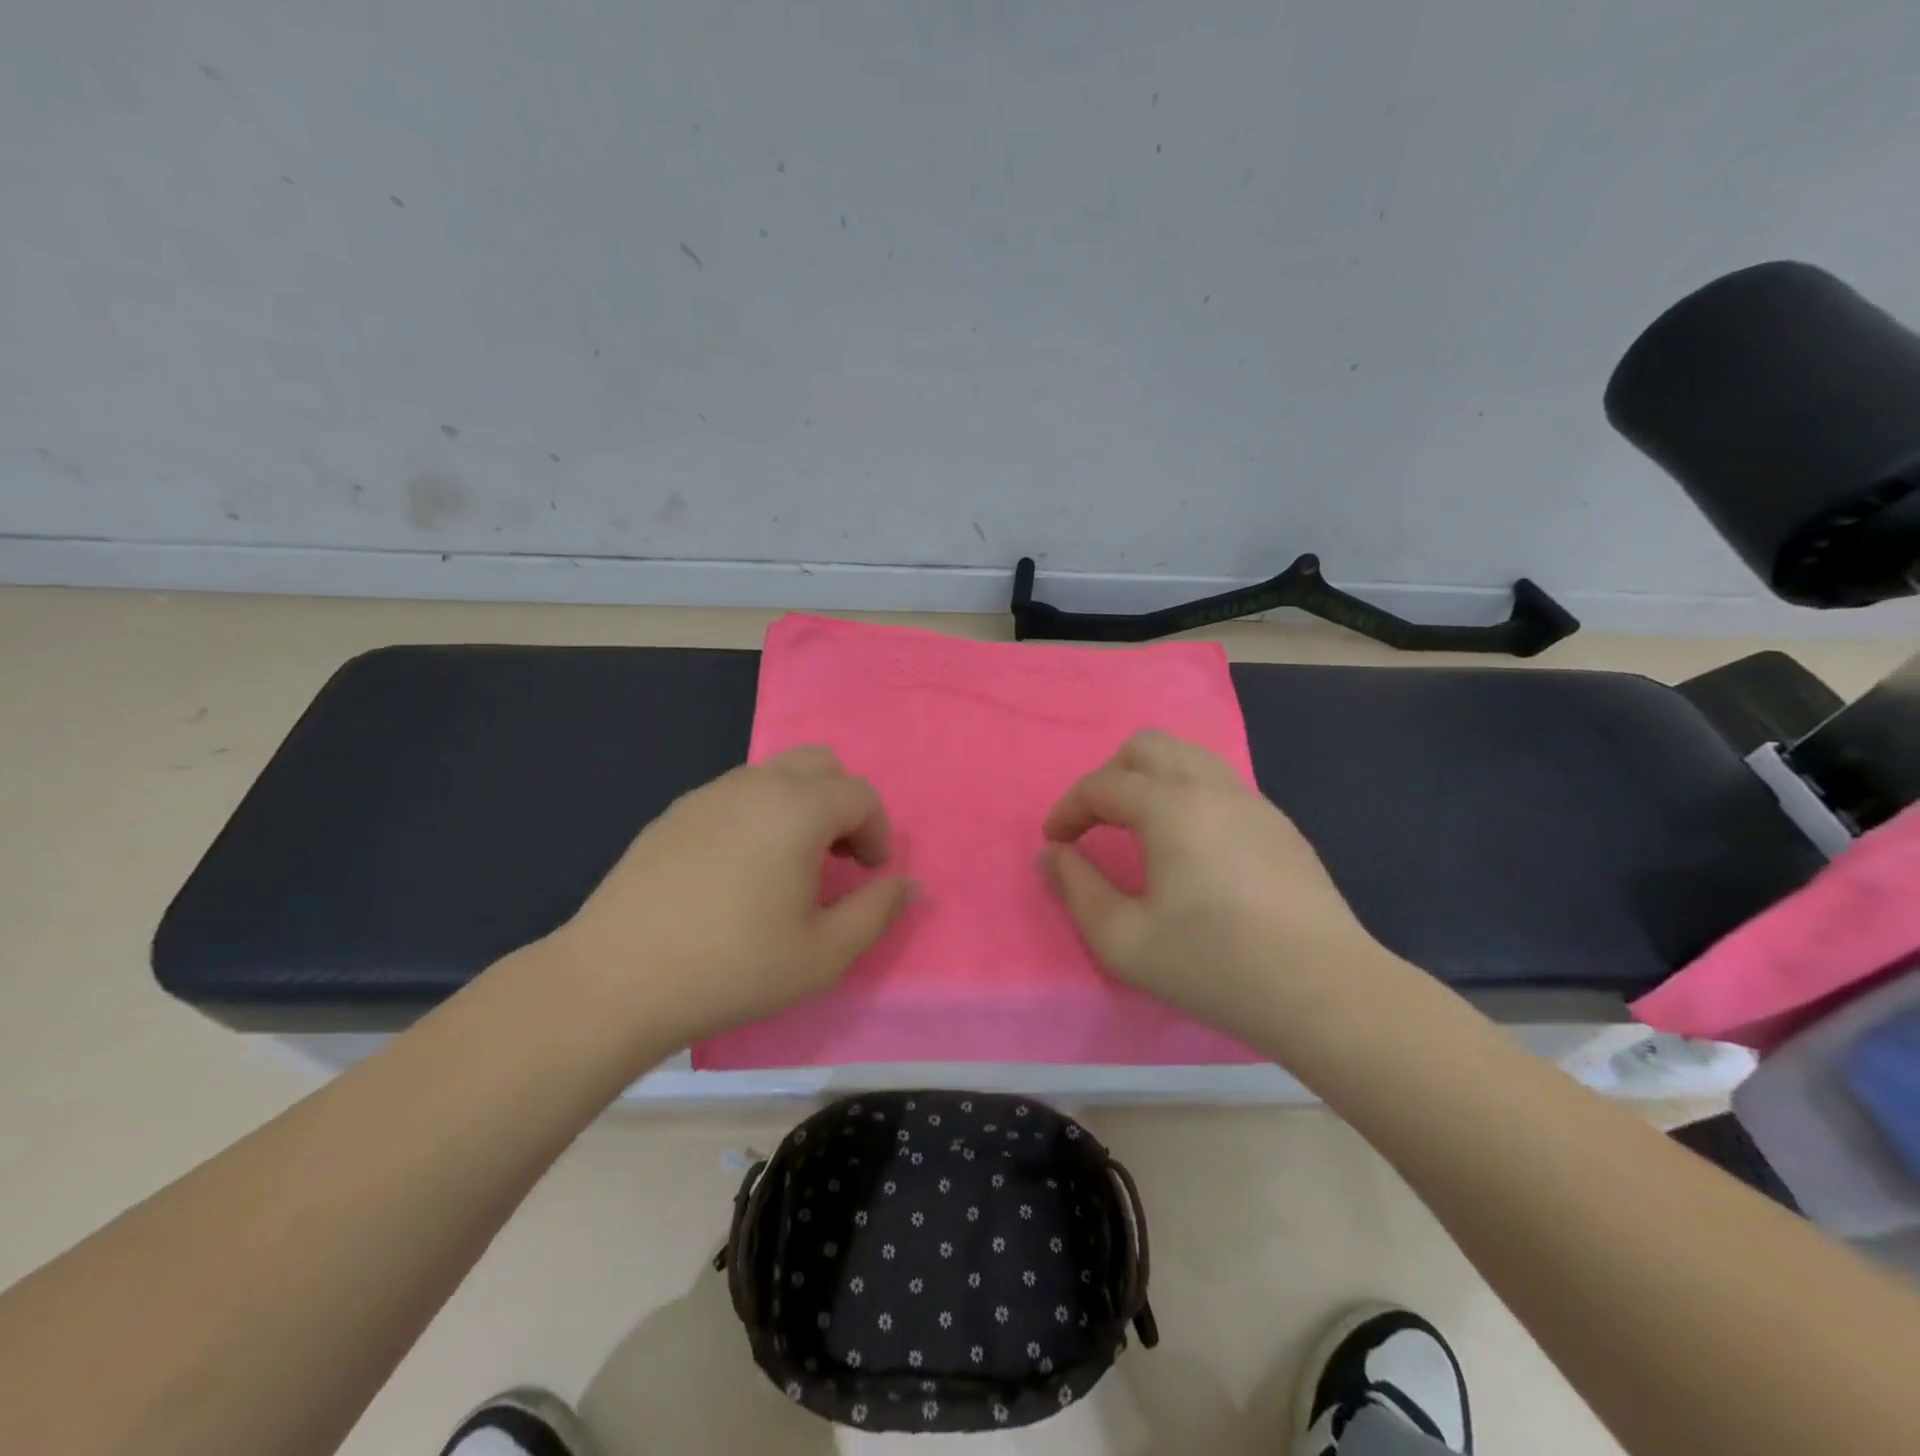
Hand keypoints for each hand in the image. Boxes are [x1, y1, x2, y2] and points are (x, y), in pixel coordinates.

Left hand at [551, 746, 911, 1048]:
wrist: (616, 980)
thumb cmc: (734, 967)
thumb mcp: (824, 954)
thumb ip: (877, 911)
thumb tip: (909, 885)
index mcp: (798, 808)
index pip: (861, 795)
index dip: (879, 832)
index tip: (870, 875)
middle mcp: (756, 784)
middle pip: (821, 764)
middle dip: (843, 803)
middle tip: (839, 858)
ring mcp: (709, 793)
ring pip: (776, 774)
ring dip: (801, 806)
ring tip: (791, 866)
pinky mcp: (675, 812)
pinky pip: (737, 794)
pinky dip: (760, 814)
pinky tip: (740, 870)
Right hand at [1042, 730, 1386, 1037]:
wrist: (1327, 991)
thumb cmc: (1215, 965)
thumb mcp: (1124, 941)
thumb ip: (1077, 890)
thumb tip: (1053, 855)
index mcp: (1171, 807)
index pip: (1102, 785)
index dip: (1068, 809)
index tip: (1055, 843)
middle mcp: (1212, 787)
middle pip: (1147, 746)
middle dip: (1108, 776)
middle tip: (1095, 823)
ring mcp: (1253, 802)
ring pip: (1188, 757)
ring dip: (1150, 779)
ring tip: (1138, 829)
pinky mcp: (1280, 825)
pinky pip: (1219, 783)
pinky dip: (1186, 794)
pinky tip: (1190, 848)